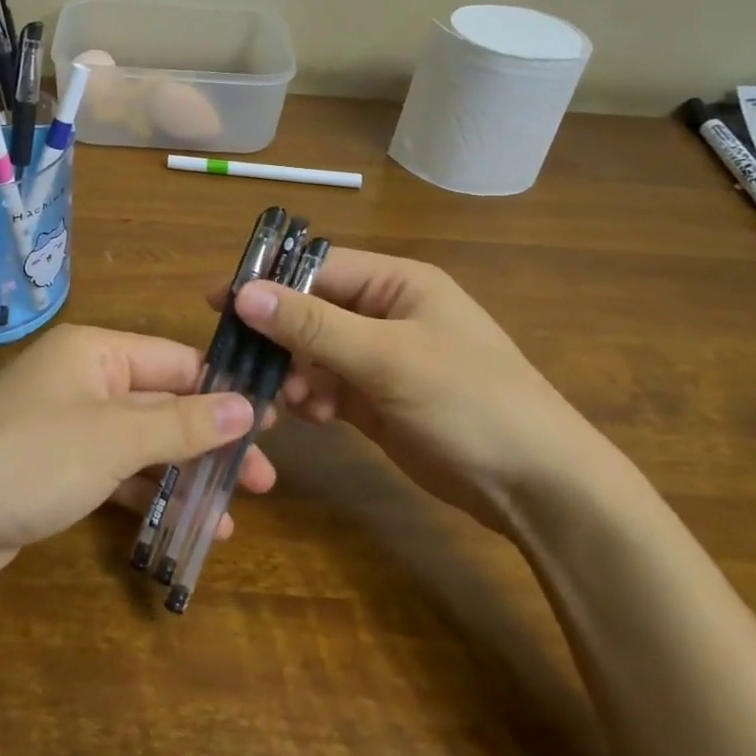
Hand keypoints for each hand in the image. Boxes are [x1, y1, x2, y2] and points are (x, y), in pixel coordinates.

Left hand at [0, 325, 276, 586]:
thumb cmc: (34, 458)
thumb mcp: (115, 438)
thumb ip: (182, 422)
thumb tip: (246, 406)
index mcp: (95, 351)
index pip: (176, 361)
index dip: (224, 390)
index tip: (271, 423)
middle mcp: (83, 379)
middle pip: (162, 404)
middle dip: (210, 441)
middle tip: (263, 481)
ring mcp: (67, 425)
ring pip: (141, 443)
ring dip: (184, 474)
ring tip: (232, 513)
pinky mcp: (56, 468)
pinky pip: (115, 472)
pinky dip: (147, 493)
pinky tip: (183, 524)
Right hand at [224, 248, 606, 530]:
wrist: (536, 487)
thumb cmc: (469, 401)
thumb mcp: (388, 358)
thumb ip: (312, 325)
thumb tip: (243, 292)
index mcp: (397, 283)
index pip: (317, 268)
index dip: (268, 282)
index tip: (218, 304)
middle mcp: (385, 313)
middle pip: (311, 311)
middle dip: (280, 337)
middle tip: (246, 364)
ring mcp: (381, 358)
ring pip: (314, 352)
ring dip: (295, 373)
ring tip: (290, 402)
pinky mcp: (378, 399)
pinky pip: (328, 386)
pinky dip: (313, 398)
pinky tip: (313, 417)